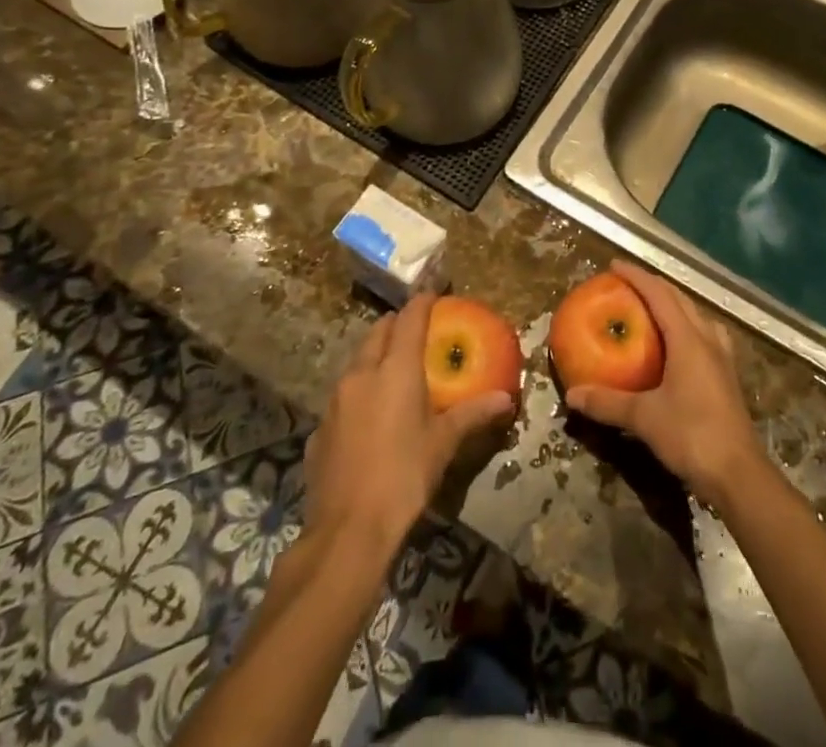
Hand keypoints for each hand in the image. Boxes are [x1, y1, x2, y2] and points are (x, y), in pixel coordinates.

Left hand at [305, 294, 514, 548]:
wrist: (347, 531)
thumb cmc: (404, 476)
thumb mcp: (444, 444)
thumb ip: (473, 414)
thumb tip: (506, 399)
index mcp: (394, 369)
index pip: (409, 318)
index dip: (422, 302)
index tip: (434, 294)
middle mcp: (361, 373)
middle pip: (378, 332)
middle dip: (397, 325)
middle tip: (416, 332)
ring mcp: (335, 400)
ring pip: (356, 361)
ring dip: (375, 356)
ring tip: (394, 371)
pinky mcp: (319, 429)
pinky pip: (342, 397)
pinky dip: (359, 393)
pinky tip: (370, 417)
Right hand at [565, 261, 764, 509]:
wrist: (739, 474)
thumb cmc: (691, 436)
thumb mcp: (644, 418)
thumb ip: (608, 403)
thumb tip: (573, 394)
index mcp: (688, 339)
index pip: (659, 294)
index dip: (636, 276)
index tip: (614, 266)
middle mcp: (707, 339)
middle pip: (680, 299)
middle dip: (654, 286)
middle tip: (627, 285)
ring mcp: (722, 357)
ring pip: (697, 316)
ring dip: (674, 305)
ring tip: (653, 309)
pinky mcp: (728, 376)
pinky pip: (706, 335)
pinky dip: (688, 327)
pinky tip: (680, 345)